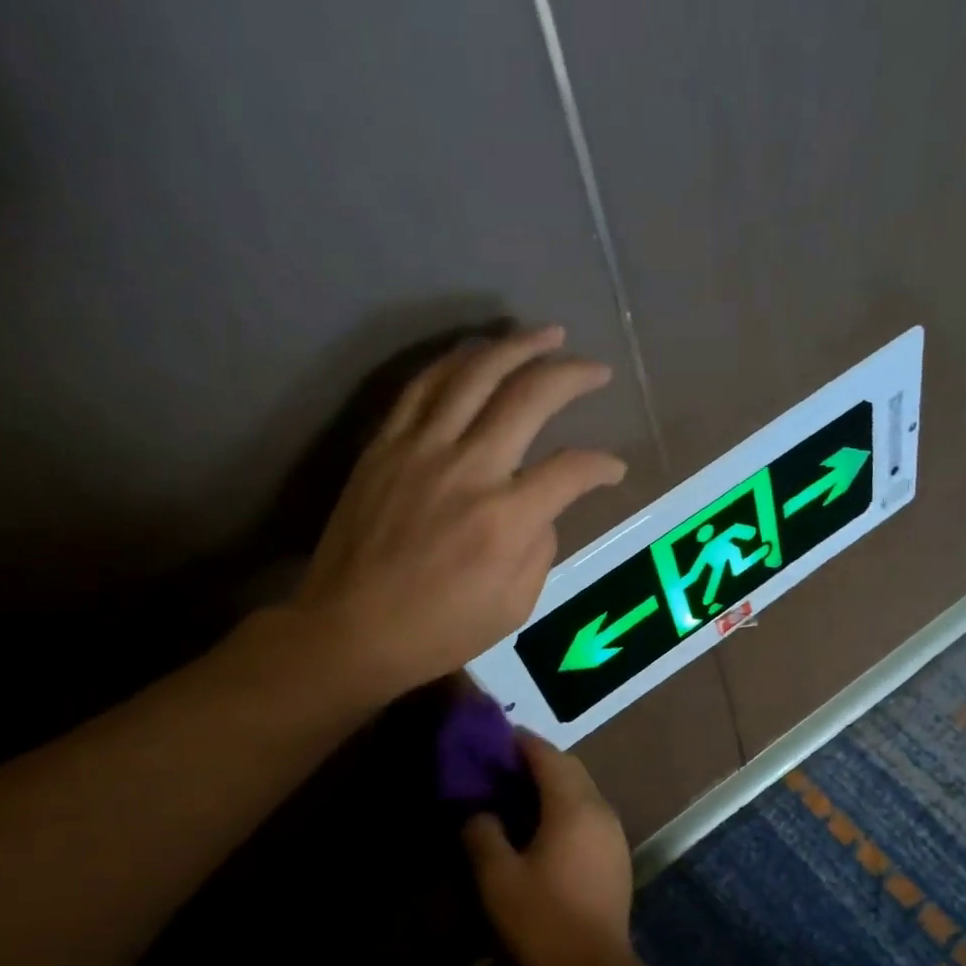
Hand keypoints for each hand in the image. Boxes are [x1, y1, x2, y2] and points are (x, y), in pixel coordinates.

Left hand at [298, 326, 625, 699]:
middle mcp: (469, 469)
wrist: (350, 630)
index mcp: (506, 519)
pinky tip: (479, 353)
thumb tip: (541, 505)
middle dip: (572, 375)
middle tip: (597, 369)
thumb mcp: (514, 606)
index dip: (602, 465)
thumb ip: (540, 547)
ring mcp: (420, 450)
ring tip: (546, 335)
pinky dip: (457, 361)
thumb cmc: (439, 630)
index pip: (570, 469)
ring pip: (474, 374)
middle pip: (529, 397)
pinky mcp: (384, 445)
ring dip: (517, 346)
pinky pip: (423, 386)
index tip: (614, 469)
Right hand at [462, 733, 634, 965]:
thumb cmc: (543, 919)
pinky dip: (568, 804)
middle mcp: (600, 808)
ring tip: (519, 793)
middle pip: (570, 768)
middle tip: (503, 765)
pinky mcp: (618, 852)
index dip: (522, 742)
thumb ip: (483, 835)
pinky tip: (545, 826)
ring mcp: (614, 831)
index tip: (496, 738)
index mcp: (573, 807)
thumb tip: (478, 812)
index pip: (548, 756)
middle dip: (539, 759)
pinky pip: (591, 811)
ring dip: (555, 782)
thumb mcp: (499, 878)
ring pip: (584, 789)